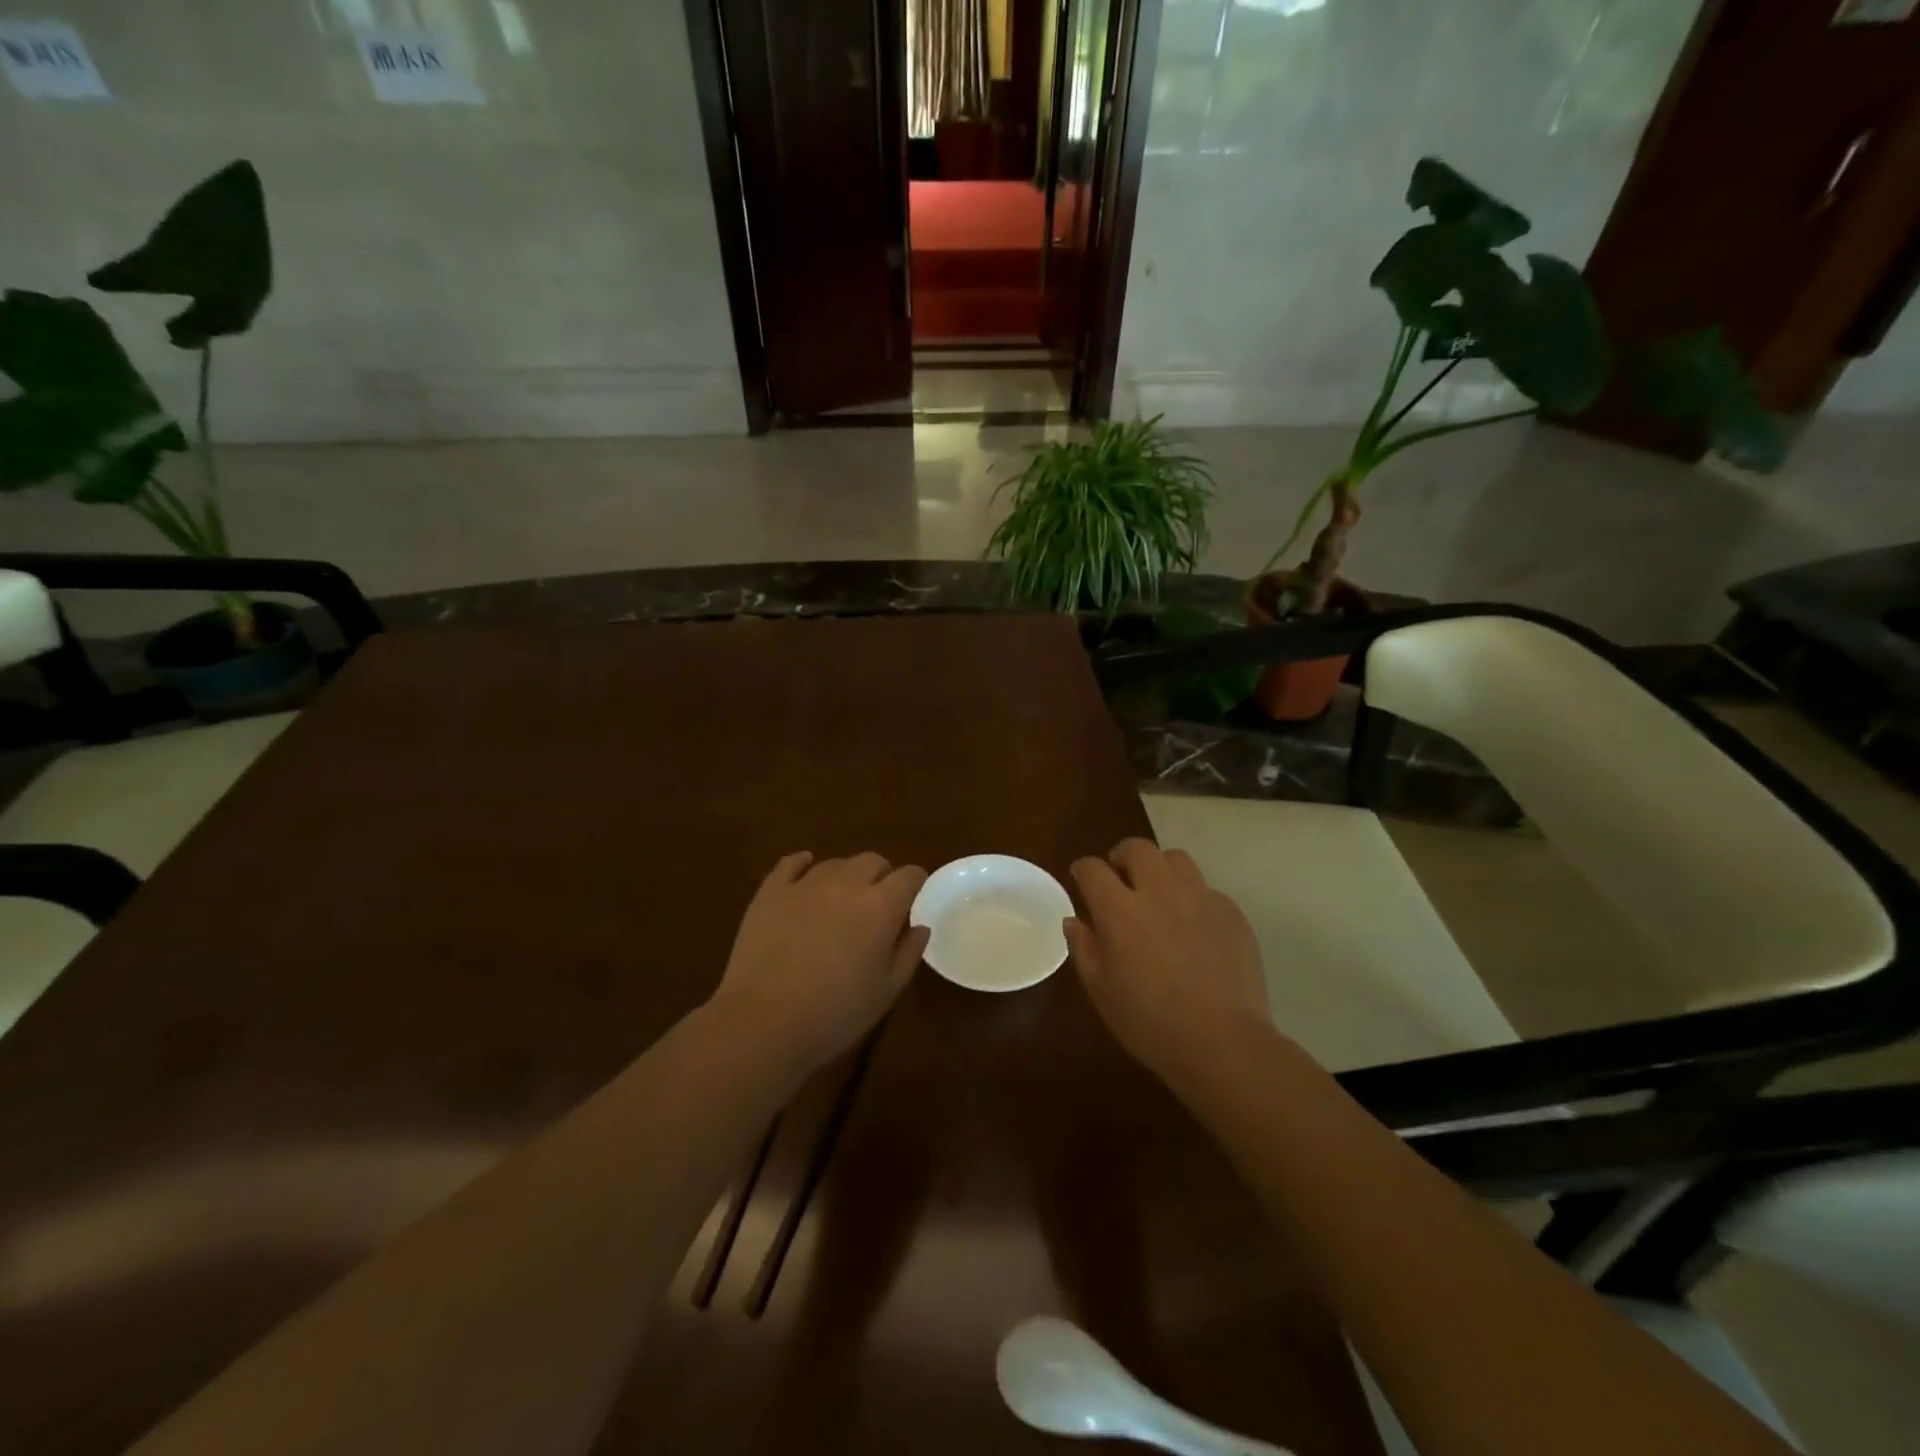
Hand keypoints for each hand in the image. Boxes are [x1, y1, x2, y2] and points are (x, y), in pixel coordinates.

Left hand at [707, 851, 929, 1074]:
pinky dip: (802, 865)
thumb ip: (908, 953)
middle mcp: (847, 883)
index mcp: (881, 906)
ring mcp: (806, 883)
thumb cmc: (835, 1013)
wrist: (764, 1022)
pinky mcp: (771, 891)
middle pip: (873, 861)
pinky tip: (804, 875)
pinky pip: (791, 863)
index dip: (915, 883)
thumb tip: (920, 927)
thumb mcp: (887, 992)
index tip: (913, 899)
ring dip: (845, 877)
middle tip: (876, 906)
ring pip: (835, 864)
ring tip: (839, 904)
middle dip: (881, 877)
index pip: (909, 875)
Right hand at [1065, 838, 1271, 1087]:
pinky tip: (1194, 927)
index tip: (1081, 879)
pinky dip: (1193, 898)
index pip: (1093, 869)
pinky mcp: (1231, 912)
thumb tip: (1073, 920)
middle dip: (1122, 857)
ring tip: (1158, 893)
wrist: (1223, 1042)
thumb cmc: (1150, 1023)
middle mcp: (1159, 892)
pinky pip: (1206, 889)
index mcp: (1120, 910)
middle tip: (1120, 879)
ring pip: (1175, 859)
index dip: (1083, 870)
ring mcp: (1200, 898)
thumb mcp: (1101, 991)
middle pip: (1137, 848)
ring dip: (1160, 869)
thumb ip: (1083, 948)